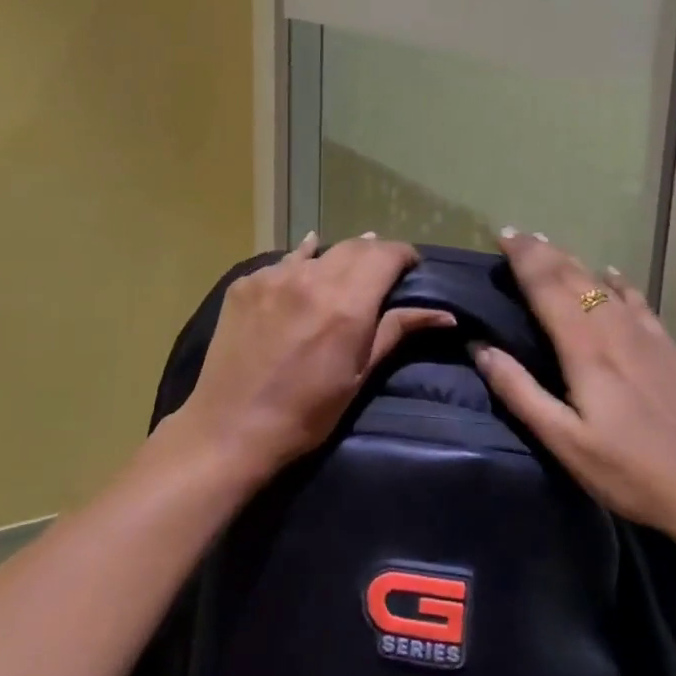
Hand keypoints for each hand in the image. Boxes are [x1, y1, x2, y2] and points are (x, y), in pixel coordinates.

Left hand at [170, 233, 454, 482]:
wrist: (231, 428)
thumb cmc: (306, 412)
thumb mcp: (359, 375)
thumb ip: (396, 331)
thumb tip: (444, 314)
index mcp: (346, 302)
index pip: (386, 255)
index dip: (404, 256)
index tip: (411, 268)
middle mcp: (311, 278)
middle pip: (355, 247)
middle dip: (374, 255)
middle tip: (381, 274)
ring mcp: (273, 276)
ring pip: (319, 250)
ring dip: (338, 257)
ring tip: (345, 272)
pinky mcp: (245, 283)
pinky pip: (283, 263)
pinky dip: (301, 266)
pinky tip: (303, 275)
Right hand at [471, 230, 675, 552]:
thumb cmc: (630, 472)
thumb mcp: (565, 442)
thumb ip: (520, 392)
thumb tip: (481, 348)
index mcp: (585, 349)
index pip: (548, 288)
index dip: (524, 259)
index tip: (503, 236)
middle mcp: (614, 329)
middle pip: (574, 277)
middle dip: (543, 252)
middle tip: (517, 235)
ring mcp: (646, 335)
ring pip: (603, 283)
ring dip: (573, 261)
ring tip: (550, 248)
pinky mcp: (667, 347)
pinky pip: (637, 299)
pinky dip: (618, 281)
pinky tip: (612, 274)